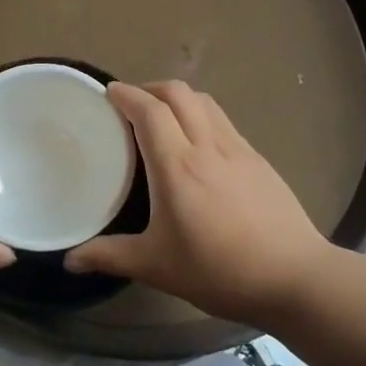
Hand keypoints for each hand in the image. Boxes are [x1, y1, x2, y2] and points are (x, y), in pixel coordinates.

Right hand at [68, 82, 333, 326]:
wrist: (296, 277)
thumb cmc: (220, 270)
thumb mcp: (157, 267)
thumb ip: (110, 257)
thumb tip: (70, 260)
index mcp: (178, 166)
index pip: (149, 110)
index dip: (127, 94)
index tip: (108, 92)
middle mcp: (208, 146)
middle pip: (178, 93)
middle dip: (150, 88)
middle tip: (131, 104)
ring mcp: (238, 149)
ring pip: (205, 102)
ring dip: (178, 98)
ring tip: (163, 117)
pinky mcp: (259, 160)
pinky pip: (223, 121)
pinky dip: (202, 115)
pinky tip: (199, 144)